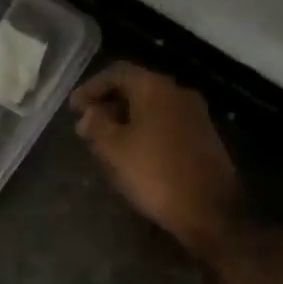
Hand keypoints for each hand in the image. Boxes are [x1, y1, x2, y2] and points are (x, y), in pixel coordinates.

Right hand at [71, 62, 241, 258]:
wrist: (209, 210)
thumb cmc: (154, 173)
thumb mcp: (114, 149)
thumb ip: (96, 124)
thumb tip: (89, 113)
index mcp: (155, 88)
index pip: (116, 73)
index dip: (91, 87)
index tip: (73, 108)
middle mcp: (178, 93)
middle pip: (136, 87)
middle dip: (108, 103)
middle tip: (87, 125)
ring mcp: (195, 115)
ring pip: (152, 106)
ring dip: (126, 118)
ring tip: (106, 141)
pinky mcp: (204, 136)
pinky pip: (166, 122)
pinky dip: (145, 129)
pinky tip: (133, 151)